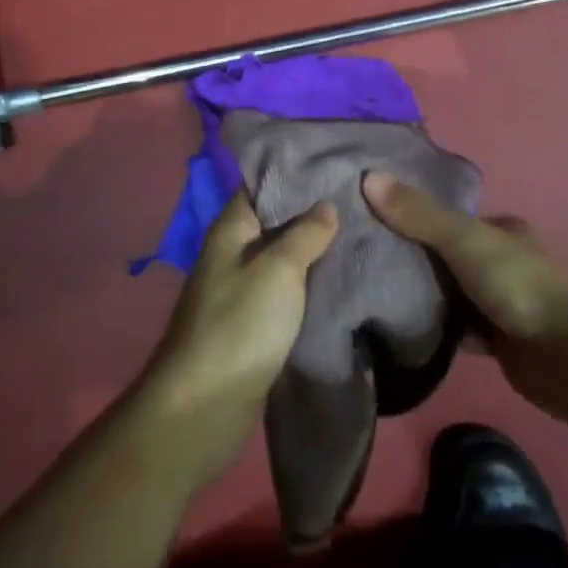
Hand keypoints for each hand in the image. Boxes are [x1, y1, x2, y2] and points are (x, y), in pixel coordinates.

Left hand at [137, 193, 336, 485]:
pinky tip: (345, 275)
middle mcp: (234, 253)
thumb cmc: (239, 324)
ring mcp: (244, 290)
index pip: (262, 183)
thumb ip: (305, 233)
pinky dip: (312, 282)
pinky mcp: (256, 323)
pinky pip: (288, 291)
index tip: (335, 160)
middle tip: (360, 196)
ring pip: (285, 258)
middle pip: (277, 220)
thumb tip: (327, 205)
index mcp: (231, 229)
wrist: (205, 406)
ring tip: (362, 229)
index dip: (295, 171)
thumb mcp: (278, 269)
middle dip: (314, 210)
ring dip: (316, 248)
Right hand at [362, 170, 567, 421]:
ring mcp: (498, 302)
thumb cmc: (518, 284)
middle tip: (360, 261)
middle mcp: (499, 261)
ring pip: (449, 294)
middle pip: (444, 256)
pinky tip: (398, 332)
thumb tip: (368, 176)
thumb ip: (419, 214)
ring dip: (420, 297)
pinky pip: (455, 331)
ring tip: (368, 294)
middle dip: (410, 259)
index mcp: (499, 229)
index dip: (409, 216)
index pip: (445, 217)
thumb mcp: (464, 239)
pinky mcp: (496, 341)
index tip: (368, 220)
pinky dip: (433, 332)